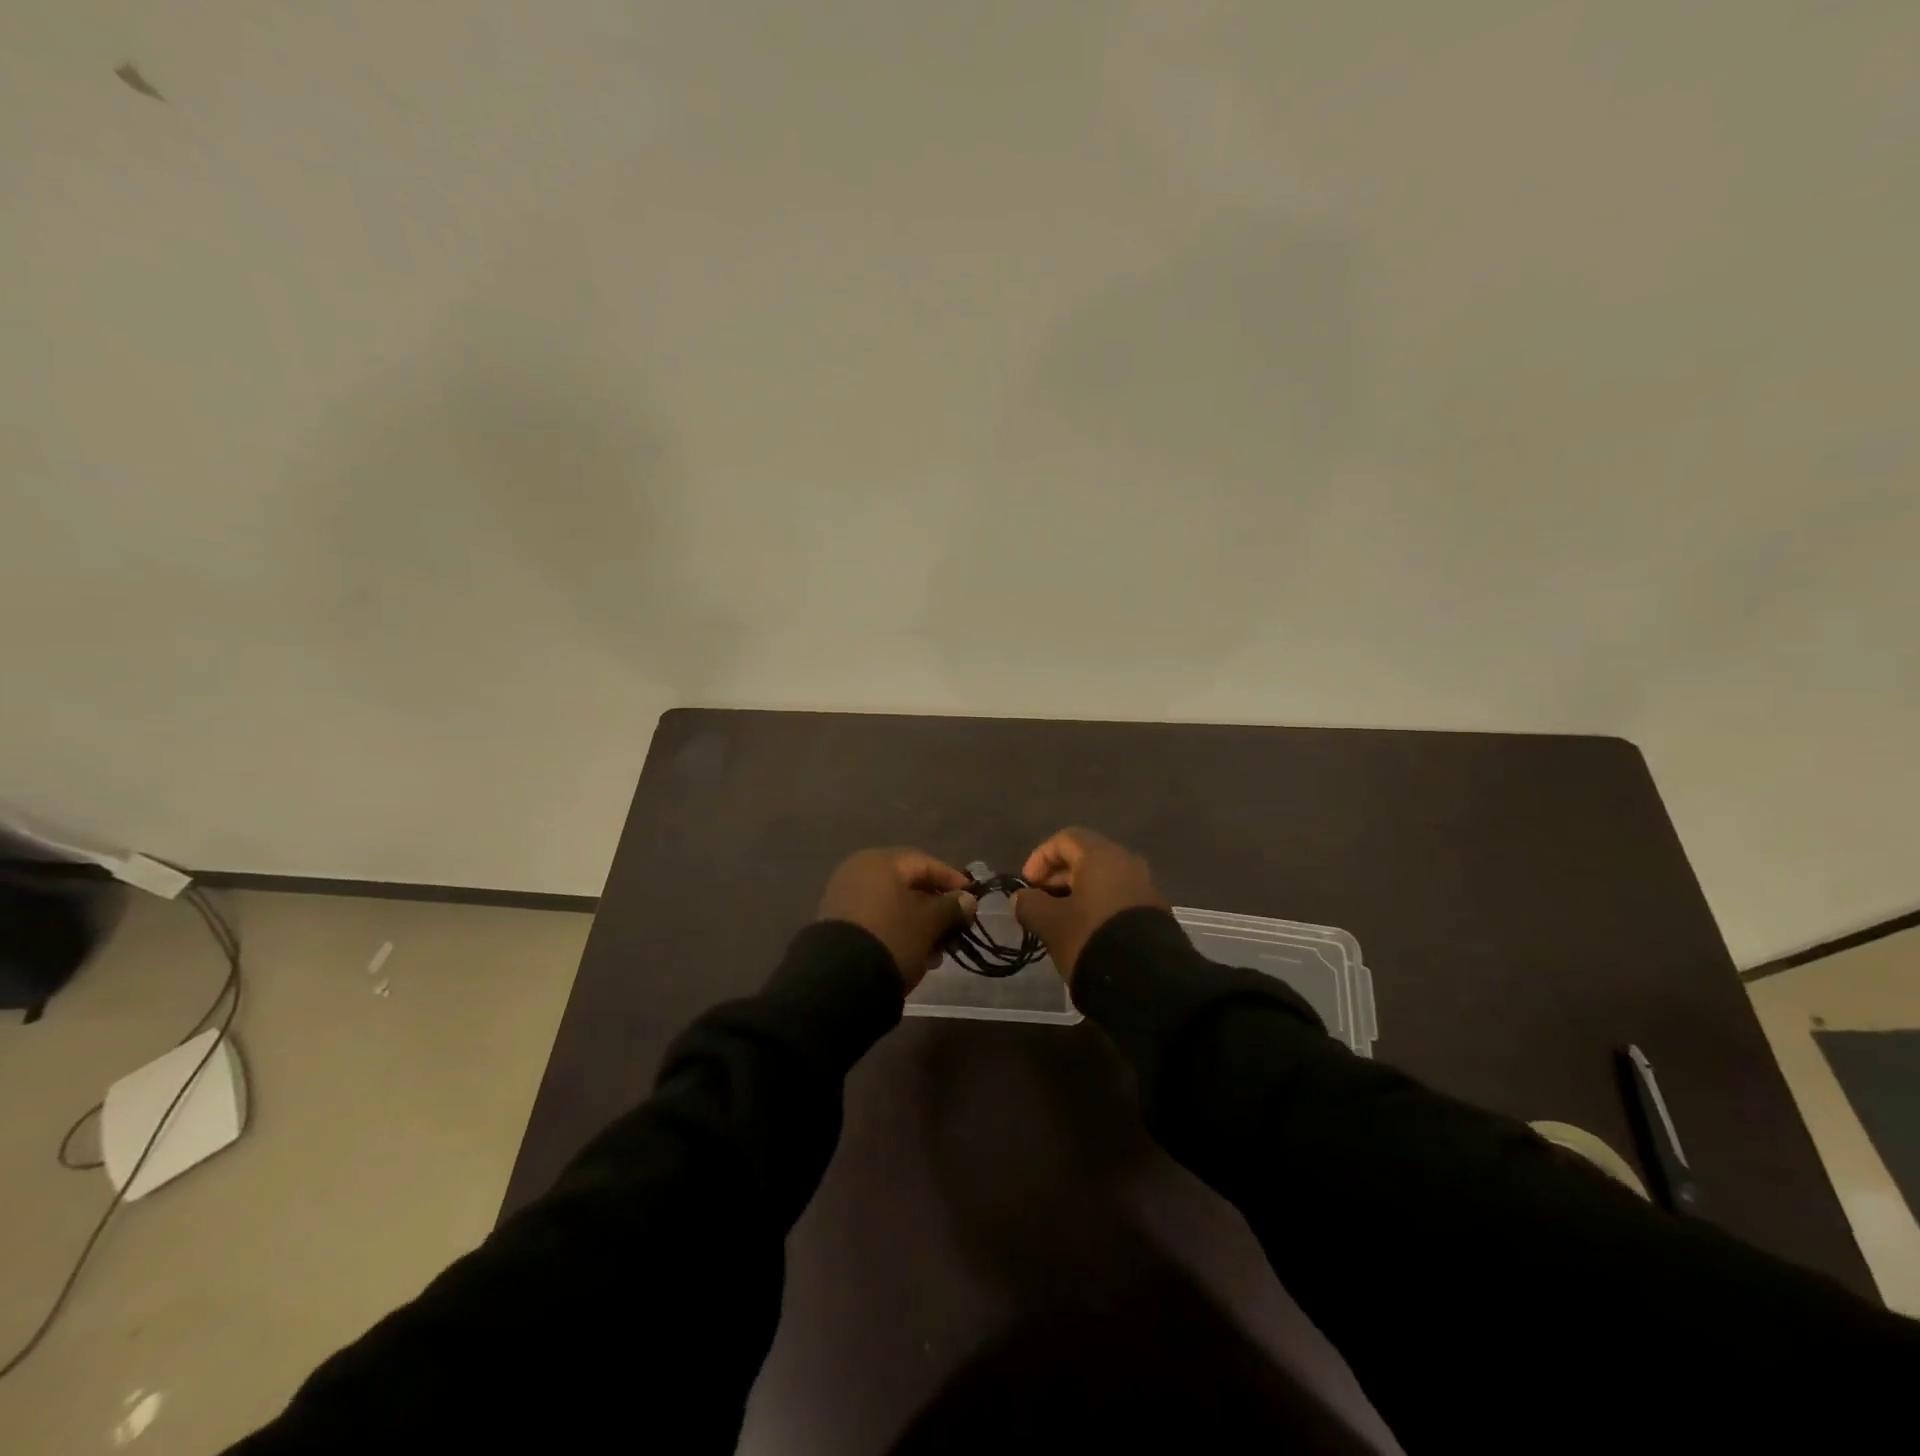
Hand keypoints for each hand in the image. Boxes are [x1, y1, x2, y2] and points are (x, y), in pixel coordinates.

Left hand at [817, 848, 977, 989]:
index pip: (925, 863)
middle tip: (955, 928)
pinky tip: (914, 954)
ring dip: (919, 924)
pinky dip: (898, 931)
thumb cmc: (892, 937)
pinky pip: (877, 918)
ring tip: (937, 951)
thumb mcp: (928, 923)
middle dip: (935, 907)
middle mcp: (859, 871)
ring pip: (893, 905)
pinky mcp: (838, 923)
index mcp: (880, 862)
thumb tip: (967, 899)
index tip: (972, 900)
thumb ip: (951, 907)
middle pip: (908, 884)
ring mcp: (845, 896)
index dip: (952, 880)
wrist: (839, 979)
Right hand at [1013, 828, 1168, 981]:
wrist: (1148, 981)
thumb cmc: (1091, 939)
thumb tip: (1021, 898)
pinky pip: (1119, 899)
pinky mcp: (1155, 913)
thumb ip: (1030, 905)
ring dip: (1078, 895)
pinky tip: (1086, 934)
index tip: (1027, 886)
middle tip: (1040, 904)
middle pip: (1086, 858)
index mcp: (1101, 856)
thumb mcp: (1050, 923)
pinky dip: (1098, 908)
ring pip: (1103, 881)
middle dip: (1057, 878)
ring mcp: (1145, 888)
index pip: (1065, 839)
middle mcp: (1127, 863)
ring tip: (1060, 923)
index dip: (1040, 858)